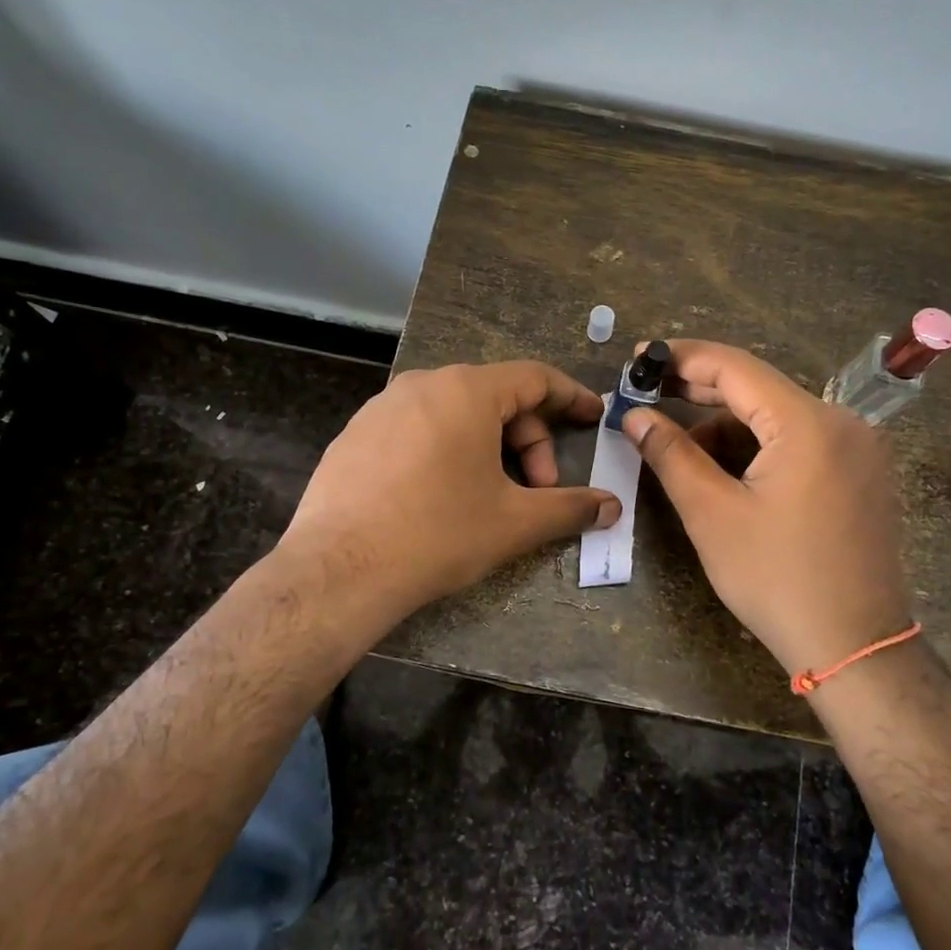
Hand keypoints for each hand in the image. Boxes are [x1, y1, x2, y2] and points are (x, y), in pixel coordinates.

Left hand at [280, 361, 620, 631]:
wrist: (338, 571)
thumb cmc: (438, 534)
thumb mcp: (514, 522)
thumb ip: (570, 508)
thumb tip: (612, 507)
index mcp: (466, 391)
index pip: (535, 378)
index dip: (571, 397)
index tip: (593, 417)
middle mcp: (423, 384)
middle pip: (496, 398)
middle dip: (529, 441)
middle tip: (539, 489)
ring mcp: (381, 407)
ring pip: (456, 414)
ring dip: (489, 447)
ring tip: (492, 495)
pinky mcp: (355, 435)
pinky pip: (419, 429)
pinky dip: (447, 451)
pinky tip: (442, 497)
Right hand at [622, 340, 911, 678]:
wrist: (856, 647)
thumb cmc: (776, 578)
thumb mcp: (712, 514)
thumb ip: (671, 454)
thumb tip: (635, 416)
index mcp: (808, 423)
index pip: (735, 368)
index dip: (682, 359)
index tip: (640, 359)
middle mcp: (842, 423)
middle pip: (759, 389)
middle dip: (700, 392)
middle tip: (649, 396)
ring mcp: (859, 449)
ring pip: (778, 418)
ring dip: (728, 427)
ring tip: (684, 455)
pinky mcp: (862, 475)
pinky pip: (801, 442)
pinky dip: (759, 448)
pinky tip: (728, 474)